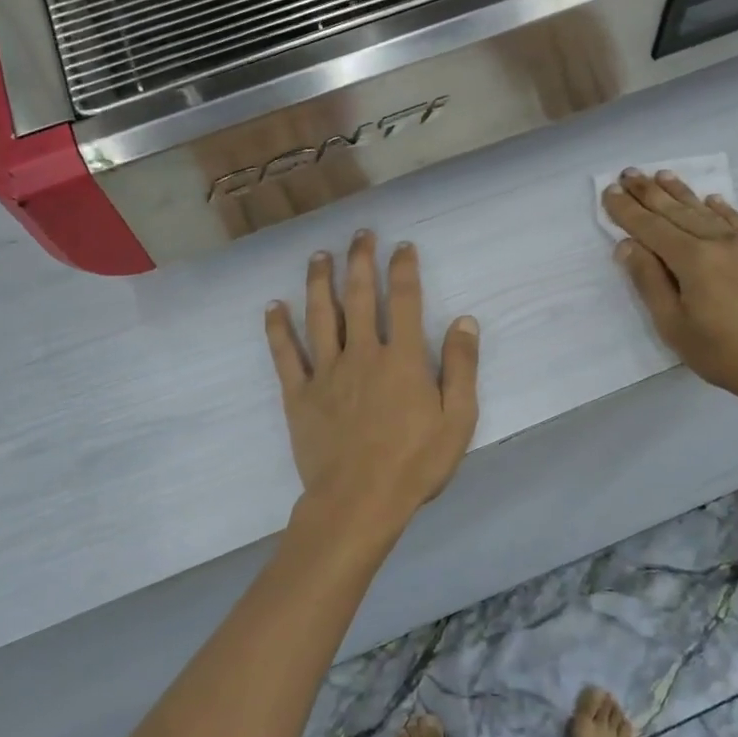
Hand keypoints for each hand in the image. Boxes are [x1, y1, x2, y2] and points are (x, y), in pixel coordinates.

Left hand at [264, 232, 480, 531]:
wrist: (359, 501)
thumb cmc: (415, 464)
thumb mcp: (458, 419)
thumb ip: (461, 367)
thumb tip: (464, 321)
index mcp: (402, 359)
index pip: (404, 300)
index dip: (403, 269)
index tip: (402, 246)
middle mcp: (362, 353)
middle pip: (358, 296)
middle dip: (360, 261)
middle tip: (360, 234)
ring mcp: (326, 372)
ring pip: (320, 315)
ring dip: (319, 281)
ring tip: (319, 255)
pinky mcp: (299, 395)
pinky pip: (285, 354)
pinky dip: (278, 328)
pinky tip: (273, 306)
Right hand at [602, 169, 737, 417]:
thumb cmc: (725, 353)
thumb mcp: (674, 326)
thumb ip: (650, 282)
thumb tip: (628, 245)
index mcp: (692, 260)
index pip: (651, 228)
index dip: (627, 211)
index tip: (609, 191)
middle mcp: (717, 242)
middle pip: (676, 212)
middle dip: (648, 193)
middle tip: (628, 173)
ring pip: (704, 211)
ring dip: (680, 192)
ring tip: (660, 175)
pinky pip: (735, 221)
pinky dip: (719, 208)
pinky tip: (710, 199)